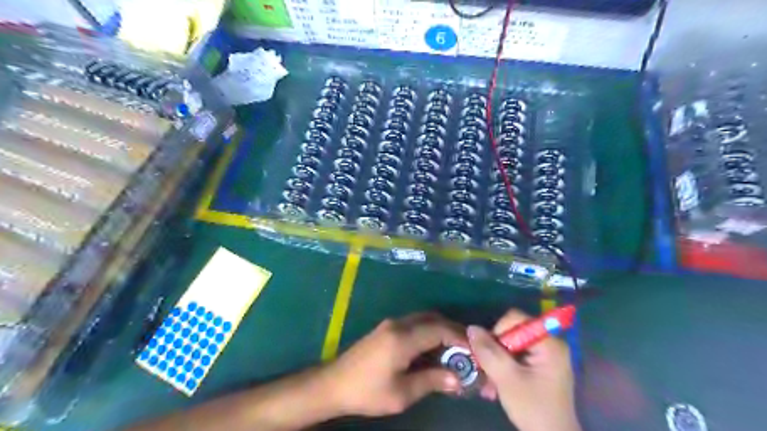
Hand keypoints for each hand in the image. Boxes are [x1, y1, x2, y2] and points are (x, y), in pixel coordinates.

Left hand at [321, 313, 463, 416]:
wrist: (334, 383)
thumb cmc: (367, 391)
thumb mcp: (402, 393)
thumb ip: (431, 381)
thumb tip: (457, 378)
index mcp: (402, 338)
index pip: (438, 329)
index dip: (459, 337)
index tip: (474, 349)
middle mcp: (398, 324)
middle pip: (432, 319)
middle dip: (452, 330)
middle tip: (468, 348)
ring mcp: (390, 324)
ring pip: (423, 319)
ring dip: (440, 329)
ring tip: (454, 349)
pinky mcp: (386, 329)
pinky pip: (414, 324)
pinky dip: (428, 331)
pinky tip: (433, 348)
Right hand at [467, 309, 580, 430]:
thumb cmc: (533, 408)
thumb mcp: (507, 379)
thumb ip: (489, 352)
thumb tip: (471, 328)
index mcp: (549, 342)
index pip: (516, 319)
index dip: (497, 330)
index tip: (489, 353)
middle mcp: (550, 343)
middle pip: (512, 331)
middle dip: (495, 349)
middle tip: (485, 369)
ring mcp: (546, 356)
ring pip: (511, 345)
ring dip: (496, 360)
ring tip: (488, 382)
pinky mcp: (541, 367)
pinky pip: (516, 356)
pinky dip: (504, 367)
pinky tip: (495, 385)